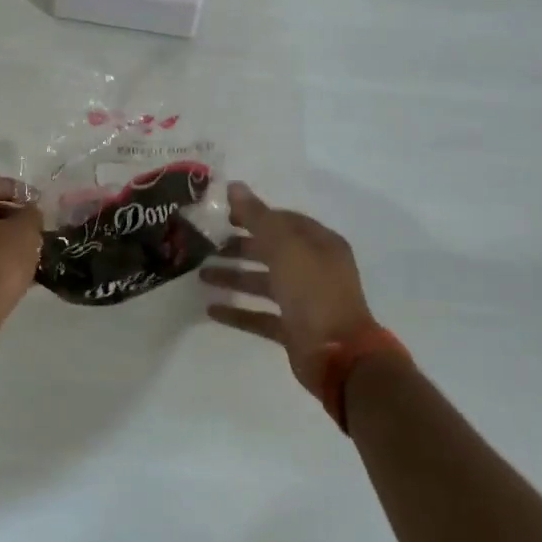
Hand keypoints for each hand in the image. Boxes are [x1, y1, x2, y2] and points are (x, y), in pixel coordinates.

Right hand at [201, 182, 387, 395]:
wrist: (339, 355)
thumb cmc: (313, 291)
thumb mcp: (284, 247)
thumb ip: (257, 217)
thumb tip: (233, 186)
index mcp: (320, 244)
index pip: (283, 221)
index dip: (254, 215)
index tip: (222, 214)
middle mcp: (314, 269)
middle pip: (271, 251)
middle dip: (239, 247)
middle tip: (206, 244)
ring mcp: (305, 301)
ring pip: (263, 283)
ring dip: (234, 277)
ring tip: (202, 274)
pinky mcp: (293, 329)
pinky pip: (261, 316)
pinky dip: (238, 312)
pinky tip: (211, 309)